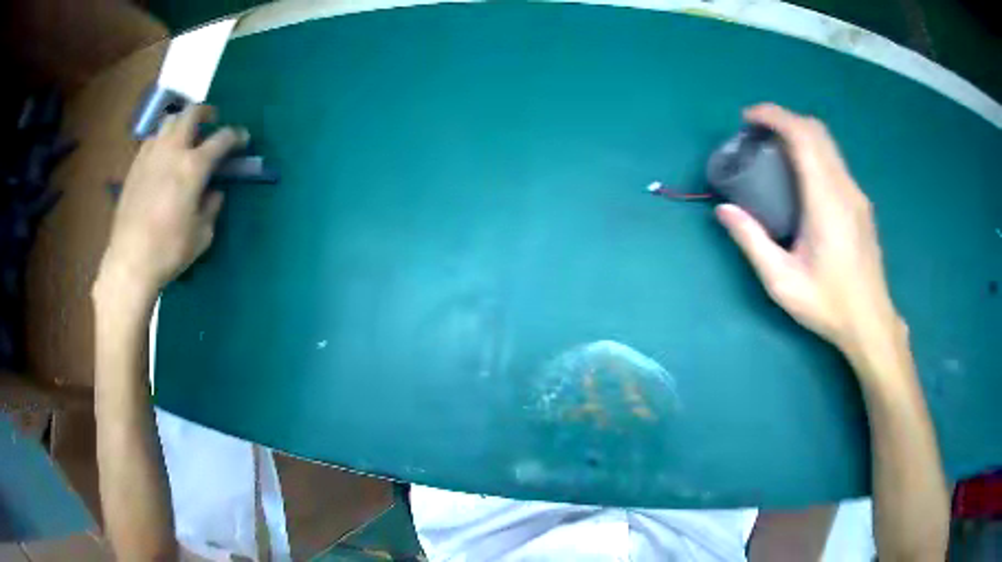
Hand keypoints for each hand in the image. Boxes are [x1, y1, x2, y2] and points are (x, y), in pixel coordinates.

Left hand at [97, 105, 247, 298]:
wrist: (130, 262)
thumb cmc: (169, 251)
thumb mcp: (202, 235)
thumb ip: (211, 207)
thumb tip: (214, 192)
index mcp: (193, 167)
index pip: (222, 139)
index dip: (236, 136)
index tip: (242, 139)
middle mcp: (172, 151)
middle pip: (191, 114)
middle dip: (206, 112)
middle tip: (212, 121)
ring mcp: (150, 156)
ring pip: (168, 122)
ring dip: (181, 124)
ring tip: (184, 138)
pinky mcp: (134, 167)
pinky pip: (152, 140)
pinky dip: (162, 140)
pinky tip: (163, 157)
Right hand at [716, 104, 903, 363]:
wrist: (871, 322)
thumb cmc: (828, 304)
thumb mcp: (782, 281)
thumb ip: (752, 241)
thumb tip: (723, 209)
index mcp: (826, 201)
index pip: (803, 137)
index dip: (774, 116)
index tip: (748, 118)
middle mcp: (845, 188)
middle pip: (817, 131)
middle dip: (785, 119)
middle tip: (758, 132)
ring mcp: (857, 194)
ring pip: (828, 144)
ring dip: (800, 134)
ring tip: (775, 150)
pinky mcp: (861, 203)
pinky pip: (835, 161)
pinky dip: (813, 152)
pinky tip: (801, 176)